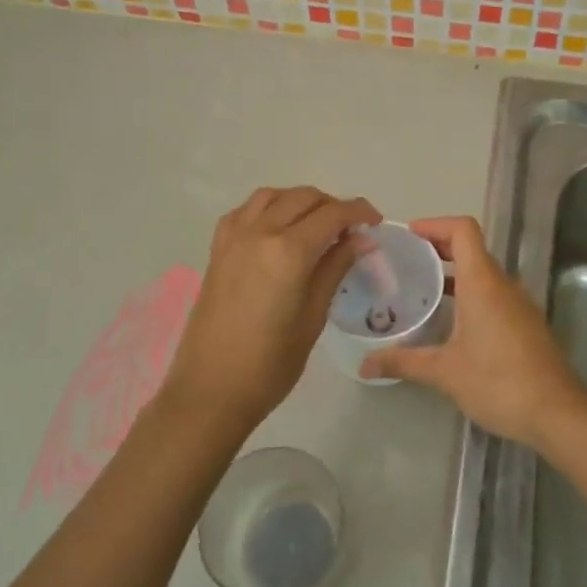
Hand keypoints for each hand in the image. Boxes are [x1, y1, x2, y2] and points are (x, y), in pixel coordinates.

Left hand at [162, 187, 379, 429]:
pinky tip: (278, 230)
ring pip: (273, 196)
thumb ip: (336, 268)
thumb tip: (363, 239)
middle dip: (332, 206)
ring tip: (316, 226)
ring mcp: (233, 238)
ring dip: (300, 202)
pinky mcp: (217, 250)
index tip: (376, 222)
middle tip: (350, 231)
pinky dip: (269, 208)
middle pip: (303, 197)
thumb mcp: (313, 317)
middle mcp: (259, 232)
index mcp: (289, 251)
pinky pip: (245, 211)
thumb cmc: (270, 364)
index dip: (359, 212)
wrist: (210, 390)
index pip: (333, 214)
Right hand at [360, 216, 586, 448]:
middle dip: (439, 248)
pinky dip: (469, 295)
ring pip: (483, 274)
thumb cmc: (498, 382)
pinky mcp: (525, 324)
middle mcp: (503, 285)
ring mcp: (518, 304)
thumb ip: (403, 362)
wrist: (557, 413)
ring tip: (421, 291)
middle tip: (406, 262)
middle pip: (472, 249)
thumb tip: (364, 366)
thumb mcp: (445, 372)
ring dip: (454, 274)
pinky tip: (450, 322)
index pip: (463, 230)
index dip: (436, 224)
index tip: (409, 235)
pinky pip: (494, 295)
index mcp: (483, 283)